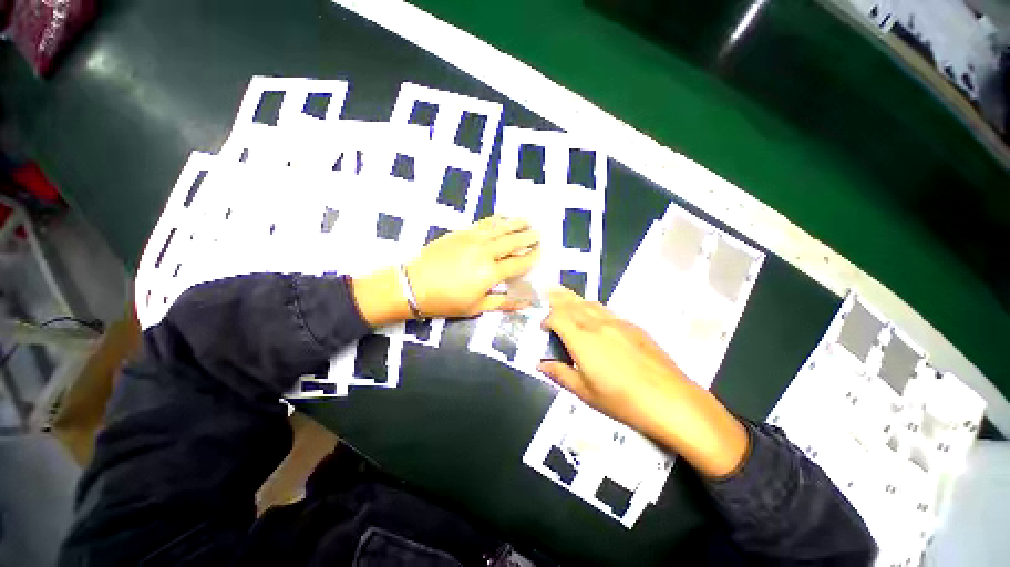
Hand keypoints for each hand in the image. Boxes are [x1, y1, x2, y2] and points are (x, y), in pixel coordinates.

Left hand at [406, 216, 539, 317]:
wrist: (414, 285)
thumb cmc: (446, 301)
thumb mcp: (476, 307)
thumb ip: (502, 303)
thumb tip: (525, 303)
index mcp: (490, 273)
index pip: (518, 263)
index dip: (531, 258)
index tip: (540, 253)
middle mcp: (485, 252)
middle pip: (512, 242)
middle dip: (528, 237)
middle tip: (539, 234)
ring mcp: (473, 239)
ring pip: (500, 228)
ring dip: (516, 223)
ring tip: (527, 220)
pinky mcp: (461, 233)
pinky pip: (483, 223)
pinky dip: (496, 219)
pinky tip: (503, 217)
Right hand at [538, 287, 748, 477]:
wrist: (671, 400)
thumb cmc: (622, 401)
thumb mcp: (585, 393)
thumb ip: (560, 374)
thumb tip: (541, 365)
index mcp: (582, 339)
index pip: (557, 316)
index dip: (547, 319)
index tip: (544, 329)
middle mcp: (597, 324)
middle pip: (572, 303)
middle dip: (557, 301)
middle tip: (549, 302)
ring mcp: (618, 322)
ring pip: (590, 303)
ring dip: (575, 302)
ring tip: (568, 305)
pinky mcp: (633, 326)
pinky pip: (606, 311)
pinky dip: (592, 309)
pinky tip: (595, 320)